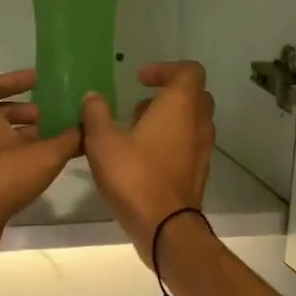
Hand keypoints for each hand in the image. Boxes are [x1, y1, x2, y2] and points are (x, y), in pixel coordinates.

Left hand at [0, 69, 84, 268]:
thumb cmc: (2, 176)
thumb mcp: (45, 155)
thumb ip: (69, 139)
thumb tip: (88, 126)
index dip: (15, 80)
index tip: (38, 80)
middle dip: (21, 112)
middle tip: (46, 116)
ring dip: (16, 136)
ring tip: (46, 142)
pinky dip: (10, 155)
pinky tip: (33, 168)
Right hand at [80, 61, 215, 263]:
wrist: (165, 227)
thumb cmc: (134, 176)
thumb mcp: (103, 141)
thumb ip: (96, 114)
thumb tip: (93, 97)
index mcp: (180, 106)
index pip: (189, 71)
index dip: (165, 68)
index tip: (139, 79)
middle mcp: (198, 123)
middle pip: (193, 95)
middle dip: (167, 94)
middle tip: (138, 104)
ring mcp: (202, 150)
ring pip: (191, 122)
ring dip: (167, 120)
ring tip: (134, 132)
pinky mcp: (197, 173)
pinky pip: (188, 145)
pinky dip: (170, 142)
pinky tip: (142, 158)